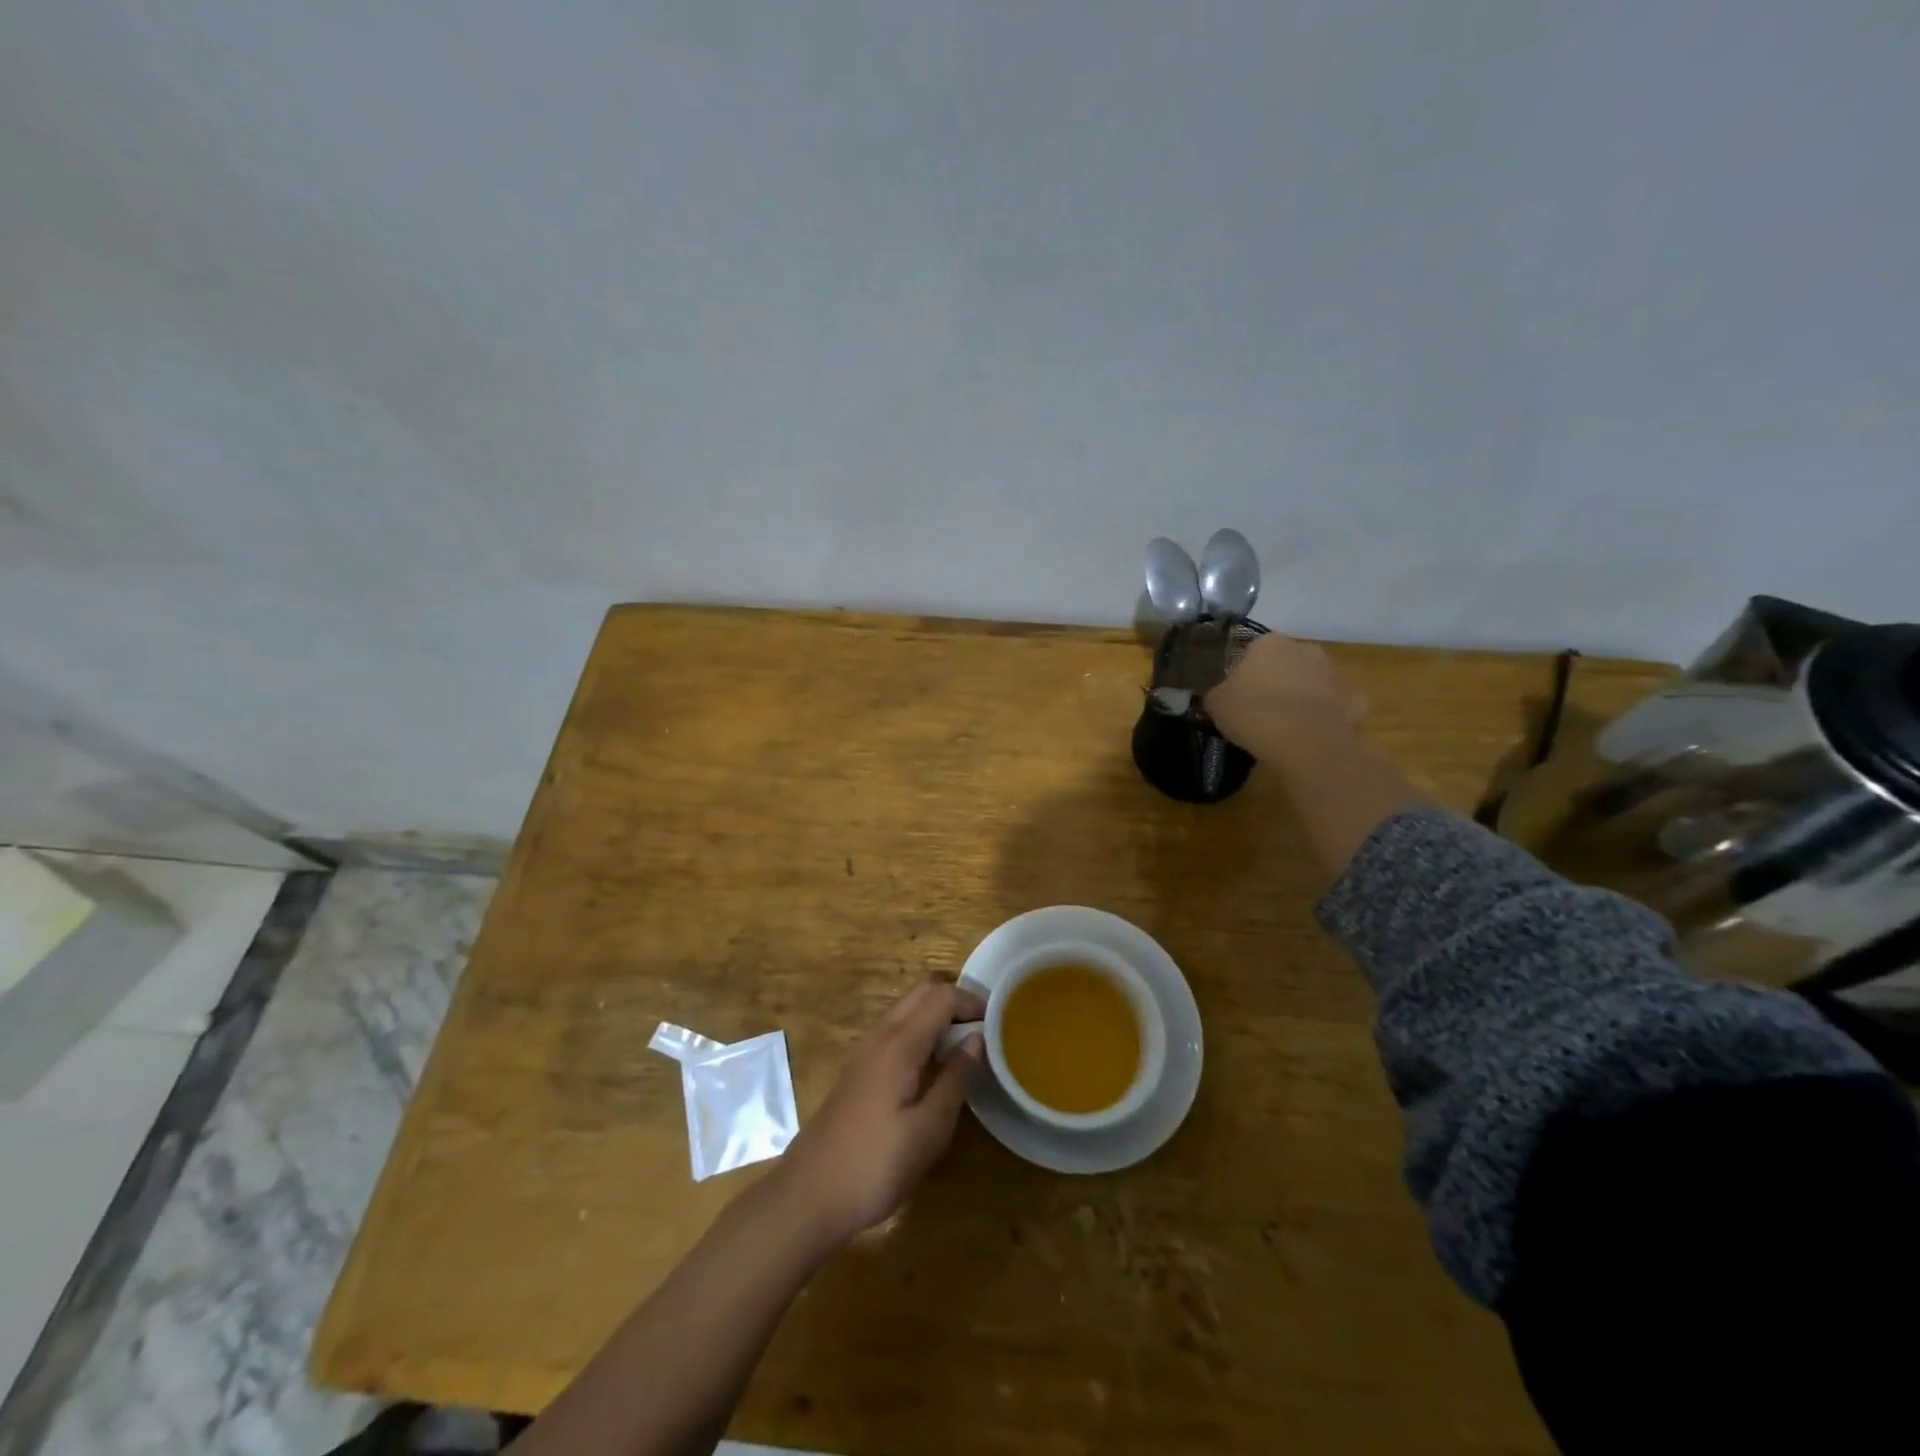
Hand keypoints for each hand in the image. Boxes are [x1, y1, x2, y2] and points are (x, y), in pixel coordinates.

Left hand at [774, 980, 985, 1249]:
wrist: (809, 1195)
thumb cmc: (875, 1164)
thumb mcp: (929, 1129)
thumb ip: (956, 1078)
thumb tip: (979, 1038)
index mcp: (900, 1043)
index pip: (941, 996)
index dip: (972, 1000)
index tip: (1000, 1020)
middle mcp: (881, 1036)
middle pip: (921, 993)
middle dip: (956, 1001)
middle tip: (985, 1028)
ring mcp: (865, 1052)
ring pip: (906, 1011)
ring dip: (937, 1015)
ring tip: (966, 1047)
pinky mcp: (858, 1071)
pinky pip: (895, 1032)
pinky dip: (921, 1033)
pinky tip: (934, 1068)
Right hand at [1204, 632, 1356, 756]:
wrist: (1304, 743)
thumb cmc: (1253, 713)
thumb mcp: (1215, 703)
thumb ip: (1218, 693)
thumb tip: (1222, 695)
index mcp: (1269, 643)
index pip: (1252, 650)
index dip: (1243, 672)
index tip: (1236, 694)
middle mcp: (1305, 649)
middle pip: (1285, 662)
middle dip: (1276, 679)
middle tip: (1260, 707)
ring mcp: (1333, 673)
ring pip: (1311, 681)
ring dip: (1301, 695)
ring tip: (1286, 724)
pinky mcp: (1354, 700)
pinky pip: (1334, 706)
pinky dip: (1325, 716)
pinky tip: (1312, 734)